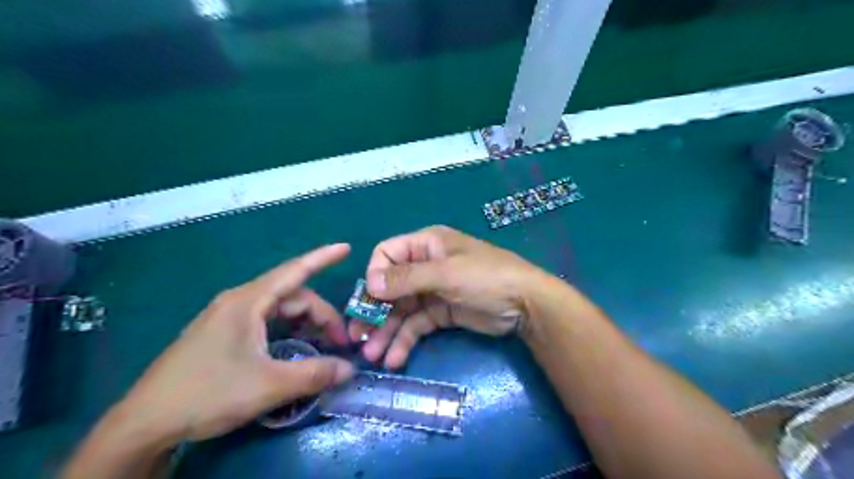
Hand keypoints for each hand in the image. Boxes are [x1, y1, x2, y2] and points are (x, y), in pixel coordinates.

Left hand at [115, 244, 356, 443]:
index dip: (322, 258)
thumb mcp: (269, 386)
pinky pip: (265, 322)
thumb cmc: (207, 394)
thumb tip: (350, 369)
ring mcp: (228, 317)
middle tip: (340, 342)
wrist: (144, 424)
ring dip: (305, 324)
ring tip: (322, 345)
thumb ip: (315, 374)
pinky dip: (287, 330)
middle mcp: (238, 302)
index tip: (347, 248)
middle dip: (321, 315)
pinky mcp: (222, 334)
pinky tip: (294, 348)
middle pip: (292, 297)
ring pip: (278, 311)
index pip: (294, 271)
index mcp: (248, 301)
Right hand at [352, 227, 546, 368]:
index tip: (370, 299)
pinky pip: (416, 325)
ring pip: (401, 310)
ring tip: (373, 356)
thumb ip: (406, 278)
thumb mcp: (445, 273)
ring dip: (387, 331)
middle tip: (358, 337)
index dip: (375, 275)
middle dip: (375, 311)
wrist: (525, 304)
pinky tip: (395, 359)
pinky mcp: (441, 313)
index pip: (387, 254)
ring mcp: (432, 291)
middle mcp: (425, 266)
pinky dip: (405, 340)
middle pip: (390, 287)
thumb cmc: (485, 277)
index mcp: (426, 245)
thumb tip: (370, 285)